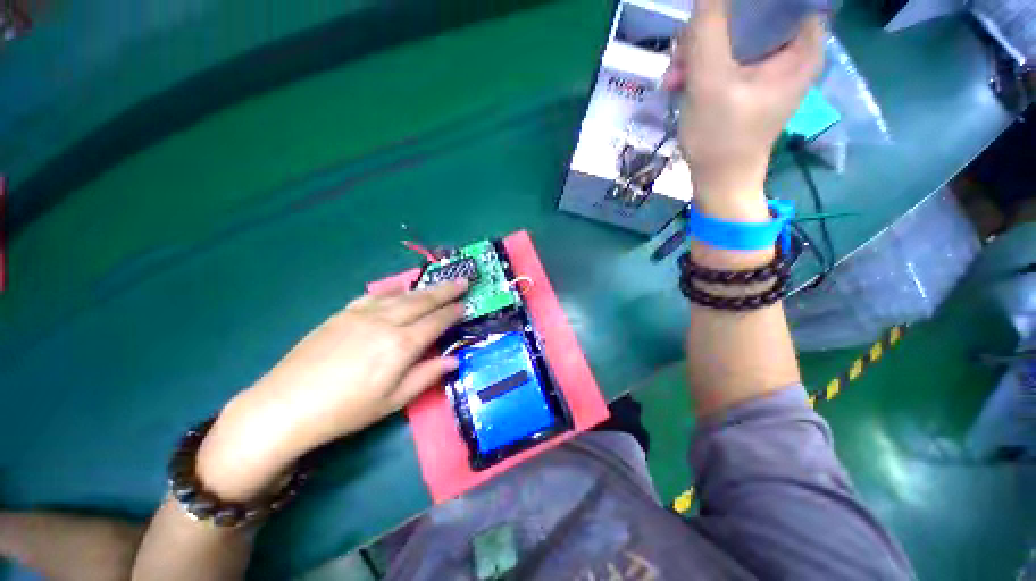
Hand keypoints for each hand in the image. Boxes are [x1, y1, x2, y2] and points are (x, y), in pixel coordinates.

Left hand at [196, 279, 468, 499]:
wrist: (286, 405)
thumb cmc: (346, 410)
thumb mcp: (393, 400)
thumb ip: (427, 375)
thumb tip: (454, 360)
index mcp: (401, 345)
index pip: (436, 322)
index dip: (453, 312)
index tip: (465, 305)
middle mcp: (386, 322)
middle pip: (423, 301)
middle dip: (446, 291)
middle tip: (463, 281)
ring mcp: (363, 314)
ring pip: (402, 295)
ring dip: (424, 289)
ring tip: (439, 284)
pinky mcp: (344, 313)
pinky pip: (376, 295)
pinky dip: (394, 290)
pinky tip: (401, 288)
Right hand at [664, 0, 823, 218]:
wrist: (718, 182)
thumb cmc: (722, 137)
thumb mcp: (710, 80)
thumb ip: (708, 27)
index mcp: (802, 44)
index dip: (749, 2)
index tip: (718, 12)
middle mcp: (792, 50)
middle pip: (755, 12)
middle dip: (713, 26)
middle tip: (683, 51)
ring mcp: (770, 67)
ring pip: (735, 34)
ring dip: (699, 49)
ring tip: (675, 77)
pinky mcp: (750, 82)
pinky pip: (726, 56)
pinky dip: (701, 65)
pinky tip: (680, 82)